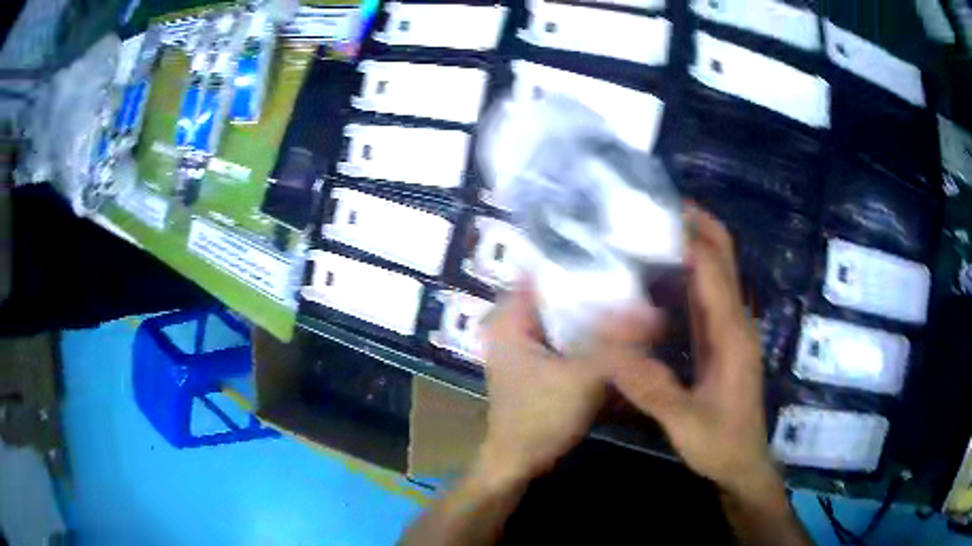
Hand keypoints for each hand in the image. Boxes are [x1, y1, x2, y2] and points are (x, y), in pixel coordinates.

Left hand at [477, 282, 657, 482]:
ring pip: (562, 319)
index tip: (611, 254)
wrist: (518, 464)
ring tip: (627, 300)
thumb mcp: (582, 377)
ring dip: (590, 315)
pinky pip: (564, 339)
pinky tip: (613, 335)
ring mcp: (523, 349)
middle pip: (555, 296)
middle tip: (628, 278)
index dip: (575, 262)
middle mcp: (511, 328)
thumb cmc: (539, 418)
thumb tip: (652, 312)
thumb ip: (616, 344)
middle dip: (590, 289)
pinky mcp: (536, 367)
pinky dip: (585, 336)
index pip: (541, 273)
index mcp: (509, 321)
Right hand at [607, 206, 779, 498]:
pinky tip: (659, 273)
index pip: (714, 272)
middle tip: (658, 207)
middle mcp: (734, 323)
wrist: (742, 463)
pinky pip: (705, 295)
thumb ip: (654, 390)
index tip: (655, 213)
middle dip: (699, 226)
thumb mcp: (687, 424)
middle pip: (723, 258)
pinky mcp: (719, 341)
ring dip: (692, 244)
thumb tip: (613, 353)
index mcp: (732, 335)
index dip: (689, 239)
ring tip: (652, 228)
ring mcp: (728, 330)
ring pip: (715, 272)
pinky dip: (687, 273)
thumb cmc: (721, 443)